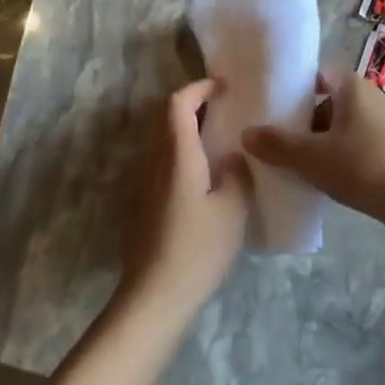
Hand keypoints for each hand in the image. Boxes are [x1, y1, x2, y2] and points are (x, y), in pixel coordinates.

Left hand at [121, 79, 250, 323]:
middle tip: (227, 108)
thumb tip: (234, 156)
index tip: (225, 87)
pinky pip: (165, 160)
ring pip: (165, 139)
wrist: (154, 298)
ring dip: (189, 127)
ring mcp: (148, 183)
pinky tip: (208, 172)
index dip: (200, 87)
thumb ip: (237, 173)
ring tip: (222, 136)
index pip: (178, 103)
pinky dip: (185, 150)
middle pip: (167, 117)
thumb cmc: (197, 249)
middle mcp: (157, 161)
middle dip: (195, 104)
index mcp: (178, 155)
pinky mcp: (147, 202)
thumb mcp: (232, 209)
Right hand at [243, 72, 384, 224]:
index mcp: (352, 86)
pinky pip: (357, 146)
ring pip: (342, 127)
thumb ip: (278, 145)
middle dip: (304, 121)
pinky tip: (325, 180)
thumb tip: (246, 133)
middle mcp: (370, 97)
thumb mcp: (312, 157)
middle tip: (276, 141)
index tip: (271, 107)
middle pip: (328, 102)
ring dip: (321, 143)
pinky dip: (340, 157)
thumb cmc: (363, 165)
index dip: (294, 89)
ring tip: (296, 164)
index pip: (318, 75)